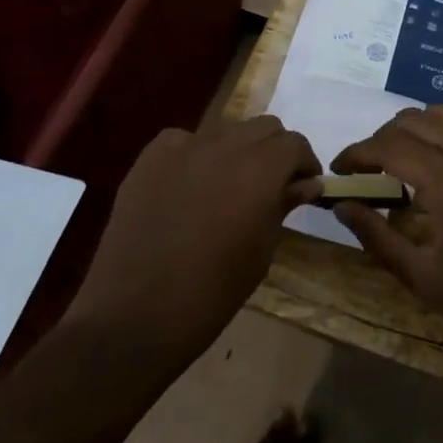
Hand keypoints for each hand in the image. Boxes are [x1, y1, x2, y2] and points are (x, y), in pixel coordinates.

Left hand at [66, 116, 322, 360]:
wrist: (135, 315)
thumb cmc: (212, 292)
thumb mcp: (261, 250)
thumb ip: (283, 205)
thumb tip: (306, 184)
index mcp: (260, 169)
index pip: (295, 143)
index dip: (304, 163)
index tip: (303, 186)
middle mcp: (225, 146)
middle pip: (264, 127)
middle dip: (274, 151)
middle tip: (270, 185)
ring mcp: (184, 148)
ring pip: (226, 130)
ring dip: (237, 150)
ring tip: (228, 185)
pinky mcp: (150, 158)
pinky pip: (184, 141)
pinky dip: (195, 154)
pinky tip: (189, 185)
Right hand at [334, 107, 442, 353]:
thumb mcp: (419, 275)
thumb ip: (375, 235)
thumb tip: (341, 204)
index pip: (388, 146)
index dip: (357, 153)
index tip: (339, 169)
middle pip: (412, 120)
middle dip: (381, 139)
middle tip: (367, 169)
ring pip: (441, 113)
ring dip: (413, 129)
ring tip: (400, 161)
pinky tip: (437, 161)